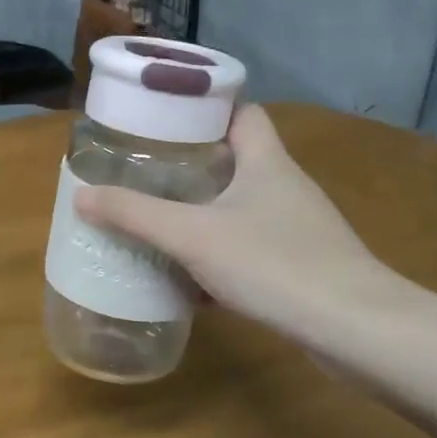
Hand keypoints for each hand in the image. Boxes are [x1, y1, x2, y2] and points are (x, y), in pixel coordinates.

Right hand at [72, 104, 406, 341]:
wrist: (355, 328)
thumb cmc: (274, 263)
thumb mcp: (192, 235)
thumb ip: (135, 214)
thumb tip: (81, 195)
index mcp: (266, 161)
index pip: (242, 112)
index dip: (206, 109)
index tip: (165, 118)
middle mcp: (285, 186)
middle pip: (237, 160)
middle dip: (192, 166)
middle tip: (147, 172)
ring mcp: (297, 228)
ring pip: (241, 208)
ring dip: (204, 213)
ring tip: (159, 221)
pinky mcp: (301, 265)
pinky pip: (250, 249)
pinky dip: (220, 256)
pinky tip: (190, 280)